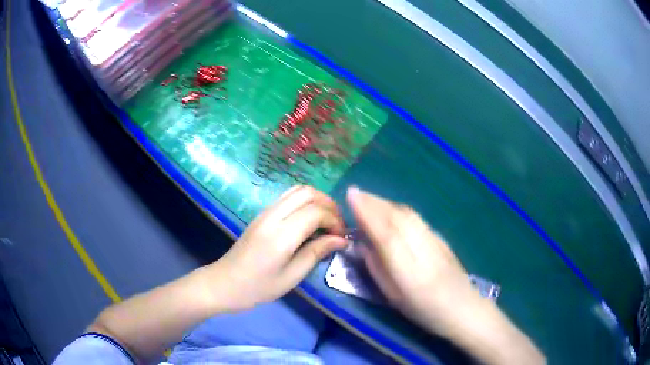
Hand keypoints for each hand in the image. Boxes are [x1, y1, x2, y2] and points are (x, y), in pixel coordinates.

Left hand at [208, 186, 346, 311]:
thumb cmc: (258, 287)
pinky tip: (309, 221)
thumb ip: (316, 253)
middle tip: (337, 226)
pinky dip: (305, 202)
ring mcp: (265, 212)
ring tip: (326, 221)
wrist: (225, 283)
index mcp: (281, 235)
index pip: (316, 212)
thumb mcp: (292, 276)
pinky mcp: (262, 214)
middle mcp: (273, 216)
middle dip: (329, 205)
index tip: (341, 238)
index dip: (334, 221)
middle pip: (308, 192)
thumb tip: (341, 240)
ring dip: (317, 200)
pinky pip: (288, 197)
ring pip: (297, 190)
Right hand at [346, 186, 481, 333]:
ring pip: (408, 214)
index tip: (351, 195)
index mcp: (409, 271)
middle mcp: (423, 250)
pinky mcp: (441, 237)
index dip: (367, 212)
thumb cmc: (424, 311)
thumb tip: (362, 245)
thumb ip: (377, 269)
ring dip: (386, 203)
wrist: (464, 308)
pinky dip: (399, 209)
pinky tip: (391, 209)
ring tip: (369, 197)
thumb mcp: (394, 298)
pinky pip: (416, 218)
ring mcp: (435, 241)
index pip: (386, 233)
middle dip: (374, 202)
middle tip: (355, 192)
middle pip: (397, 218)